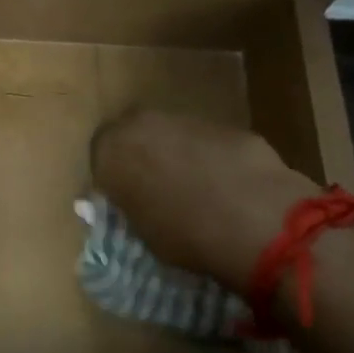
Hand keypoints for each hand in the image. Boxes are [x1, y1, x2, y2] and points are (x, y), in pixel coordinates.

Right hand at [90, 110, 318, 284]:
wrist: (254, 219)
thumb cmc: (183, 233)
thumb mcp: (139, 229)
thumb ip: (130, 205)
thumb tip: (132, 200)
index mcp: (111, 148)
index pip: (99, 157)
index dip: (112, 178)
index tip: (123, 199)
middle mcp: (143, 123)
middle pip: (136, 137)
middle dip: (143, 157)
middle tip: (155, 190)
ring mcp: (188, 120)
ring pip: (174, 137)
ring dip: (179, 157)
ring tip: (195, 193)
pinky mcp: (228, 126)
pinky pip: (209, 144)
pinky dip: (212, 161)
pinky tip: (228, 190)